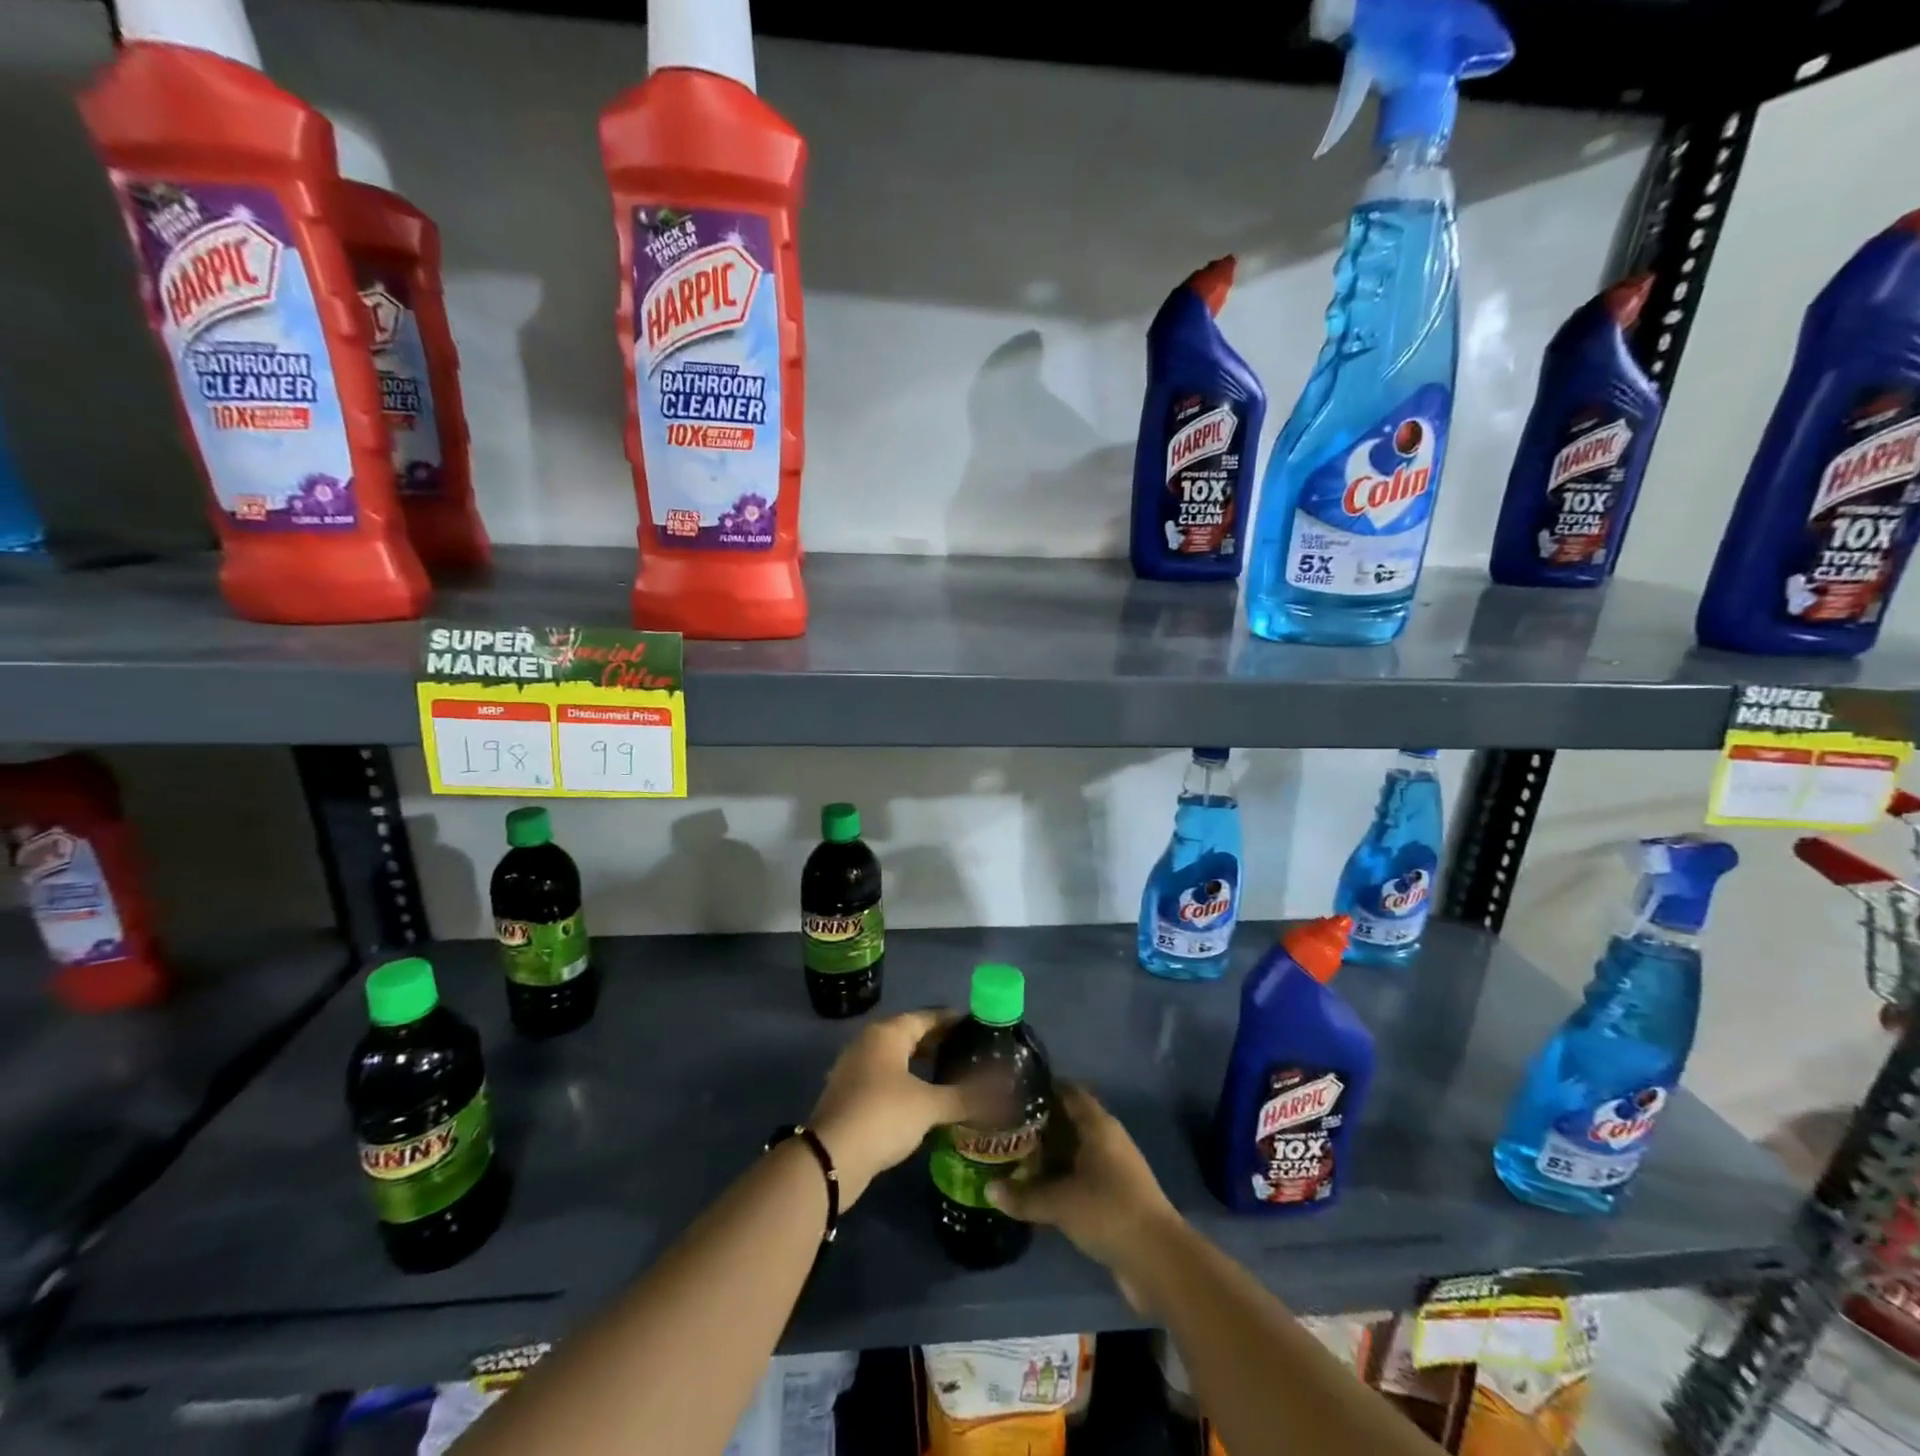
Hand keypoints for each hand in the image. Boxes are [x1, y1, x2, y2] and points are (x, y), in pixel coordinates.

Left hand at [810, 1009, 968, 1205]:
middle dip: (938, 1042)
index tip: (976, 1026)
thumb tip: (1003, 1093)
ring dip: (921, 1063)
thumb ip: (964, 1096)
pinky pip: (884, 1077)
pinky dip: (906, 1081)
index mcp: (887, 1033)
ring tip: (950, 1074)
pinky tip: (923, 1099)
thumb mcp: (928, 1106)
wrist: (831, 1158)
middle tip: (968, 1051)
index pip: (927, 1017)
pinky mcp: (849, 1094)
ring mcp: (854, 1068)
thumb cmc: (883, 1116)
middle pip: (909, 1034)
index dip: (952, 1021)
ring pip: (896, 1057)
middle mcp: (868, 1043)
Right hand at [986, 1083, 1181, 1297]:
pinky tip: (1035, 1189)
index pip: (1067, 1092)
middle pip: (1068, 1121)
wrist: (1158, 1260)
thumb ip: (1024, 1196)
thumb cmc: (1108, 1212)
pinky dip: (1060, 1179)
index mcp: (1098, 1125)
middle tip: (1003, 1127)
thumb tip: (988, 1189)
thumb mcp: (1060, 1203)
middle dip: (1038, 1125)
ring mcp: (1112, 1168)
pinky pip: (1080, 1176)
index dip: (1041, 1089)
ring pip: (1073, 1151)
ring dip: (1048, 1155)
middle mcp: (1106, 1139)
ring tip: (1012, 1157)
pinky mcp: (1114, 1196)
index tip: (1011, 1092)